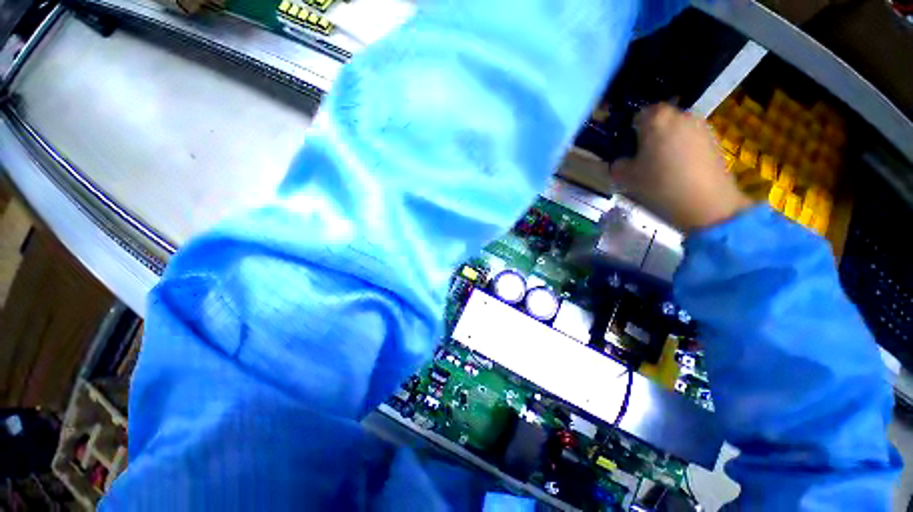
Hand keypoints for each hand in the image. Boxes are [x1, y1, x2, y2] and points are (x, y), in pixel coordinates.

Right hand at [610, 104, 752, 231]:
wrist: (705, 201)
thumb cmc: (659, 184)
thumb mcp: (626, 178)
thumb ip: (618, 165)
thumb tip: (621, 161)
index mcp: (655, 119)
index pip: (638, 116)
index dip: (631, 132)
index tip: (628, 149)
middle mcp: (680, 114)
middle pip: (659, 120)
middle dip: (650, 135)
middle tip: (643, 158)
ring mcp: (701, 125)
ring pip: (676, 129)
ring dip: (668, 142)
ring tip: (664, 166)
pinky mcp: (715, 139)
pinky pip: (691, 139)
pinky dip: (684, 149)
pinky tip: (681, 170)